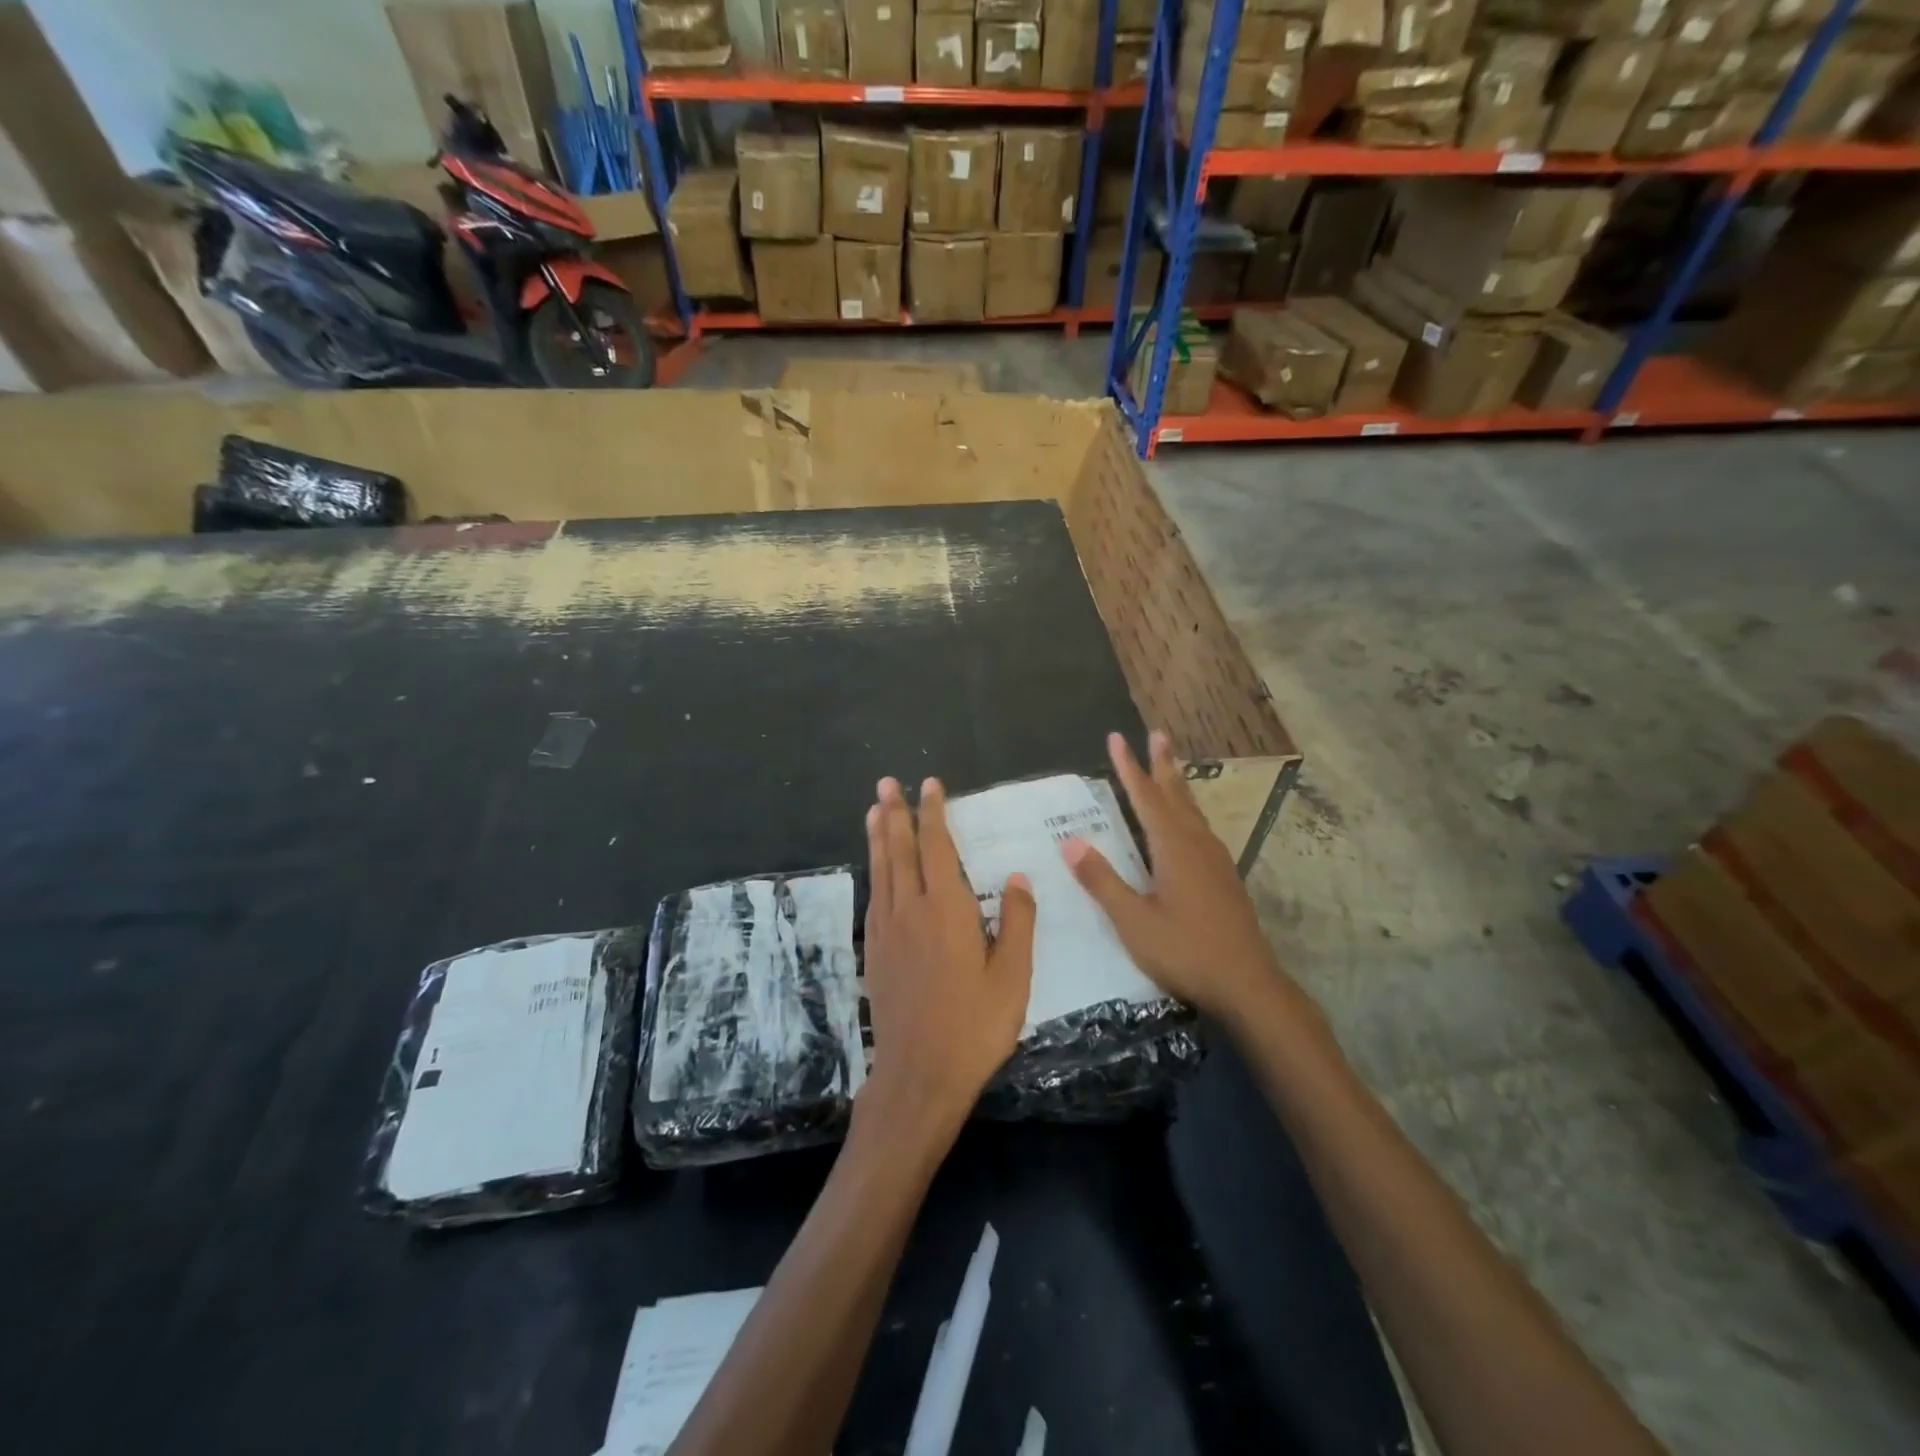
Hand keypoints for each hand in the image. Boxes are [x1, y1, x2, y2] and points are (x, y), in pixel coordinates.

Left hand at [861, 776, 1035, 1128]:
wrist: (919, 1074)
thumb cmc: (975, 1026)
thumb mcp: (1013, 977)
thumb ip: (1016, 923)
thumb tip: (1017, 878)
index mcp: (947, 910)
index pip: (937, 848)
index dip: (933, 814)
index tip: (929, 786)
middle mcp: (911, 910)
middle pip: (901, 851)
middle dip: (895, 814)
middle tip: (886, 784)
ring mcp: (887, 931)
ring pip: (882, 871)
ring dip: (879, 837)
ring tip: (874, 810)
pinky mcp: (875, 952)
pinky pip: (874, 897)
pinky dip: (875, 872)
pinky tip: (877, 869)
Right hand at [1062, 731, 1282, 1022]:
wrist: (1248, 985)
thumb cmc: (1186, 951)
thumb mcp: (1134, 921)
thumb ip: (1102, 881)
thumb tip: (1071, 842)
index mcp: (1174, 848)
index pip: (1146, 798)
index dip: (1129, 768)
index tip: (1116, 738)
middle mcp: (1197, 845)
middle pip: (1176, 795)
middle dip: (1162, 764)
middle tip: (1157, 734)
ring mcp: (1215, 861)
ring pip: (1192, 811)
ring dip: (1177, 785)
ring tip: (1170, 766)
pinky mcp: (1224, 878)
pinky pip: (1200, 829)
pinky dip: (1186, 811)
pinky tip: (1187, 824)